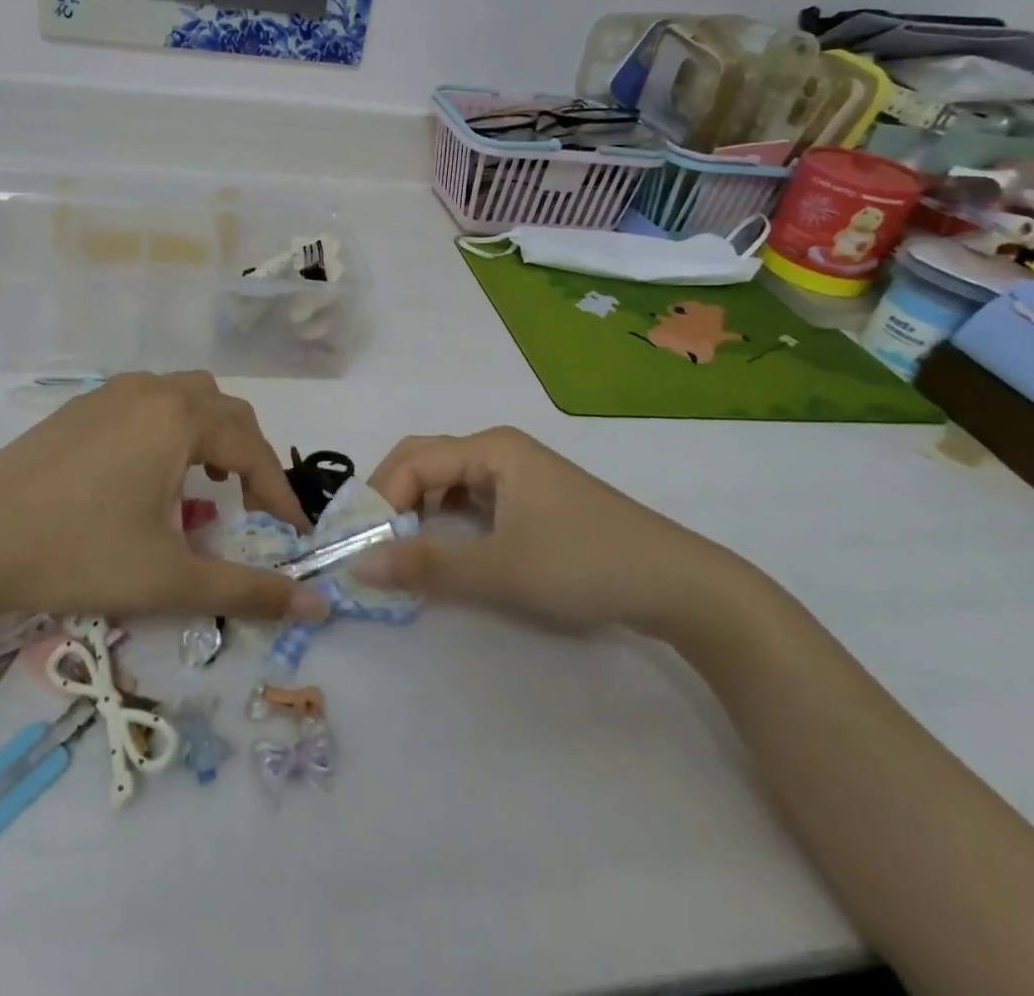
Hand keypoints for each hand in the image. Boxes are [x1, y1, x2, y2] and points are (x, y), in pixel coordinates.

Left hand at [0, 372, 327, 623]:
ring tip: (202, 484)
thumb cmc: (77, 554)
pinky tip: (146, 475)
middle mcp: (151, 391)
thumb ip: (246, 590)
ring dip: (208, 435)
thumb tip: (316, 604)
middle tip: (250, 506)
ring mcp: (110, 394)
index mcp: (179, 418)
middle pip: (224, 410)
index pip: (252, 449)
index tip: (295, 532)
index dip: (279, 492)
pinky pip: (145, 403)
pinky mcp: (78, 409)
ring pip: (183, 397)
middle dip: (248, 456)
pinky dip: (168, 430)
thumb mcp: (169, 579)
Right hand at [353, 427, 745, 638]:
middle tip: (372, 543)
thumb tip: (357, 565)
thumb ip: (428, 565)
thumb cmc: (584, 563)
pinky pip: (471, 498)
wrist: (677, 583)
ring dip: (418, 508)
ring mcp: (518, 473)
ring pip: (447, 480)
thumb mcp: (500, 568)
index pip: (413, 461)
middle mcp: (499, 450)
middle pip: (425, 460)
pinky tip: (444, 547)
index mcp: (491, 449)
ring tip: (401, 549)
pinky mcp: (531, 499)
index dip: (381, 500)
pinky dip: (446, 518)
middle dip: (393, 497)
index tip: (362, 547)